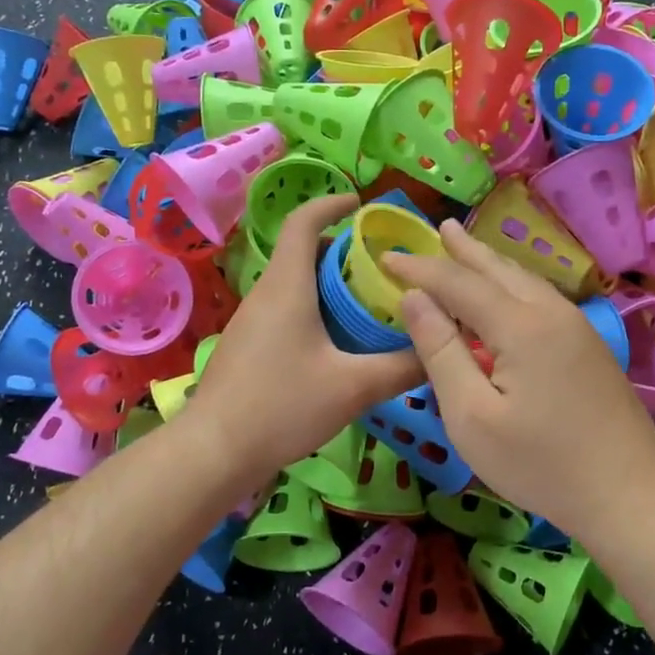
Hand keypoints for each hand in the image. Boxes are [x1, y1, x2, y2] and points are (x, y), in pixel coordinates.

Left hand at [189, 195, 422, 487]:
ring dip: (330, 285)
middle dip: (343, 251)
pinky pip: (286, 310)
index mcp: (287, 285)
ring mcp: (252, 321)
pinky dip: (315, 310)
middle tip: (383, 267)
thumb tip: (440, 351)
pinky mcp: (248, 346)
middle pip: (302, 252)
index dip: (331, 203)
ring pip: (294, 284)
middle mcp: (266, 293)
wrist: (214, 451)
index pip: (303, 221)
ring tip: (369, 305)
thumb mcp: (353, 386)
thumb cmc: (281, 405)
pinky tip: (338, 345)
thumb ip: (402, 367)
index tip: (362, 203)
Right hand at [383, 222, 654, 527]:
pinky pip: (540, 296)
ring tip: (466, 246)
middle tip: (437, 227)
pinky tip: (506, 291)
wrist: (630, 493)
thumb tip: (414, 299)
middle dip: (462, 249)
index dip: (420, 269)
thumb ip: (441, 351)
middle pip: (498, 269)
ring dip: (489, 262)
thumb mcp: (471, 415)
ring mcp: (576, 327)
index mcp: (519, 325)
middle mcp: (550, 312)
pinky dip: (511, 283)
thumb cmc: (540, 463)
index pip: (458, 282)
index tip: (386, 257)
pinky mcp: (588, 345)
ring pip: (524, 279)